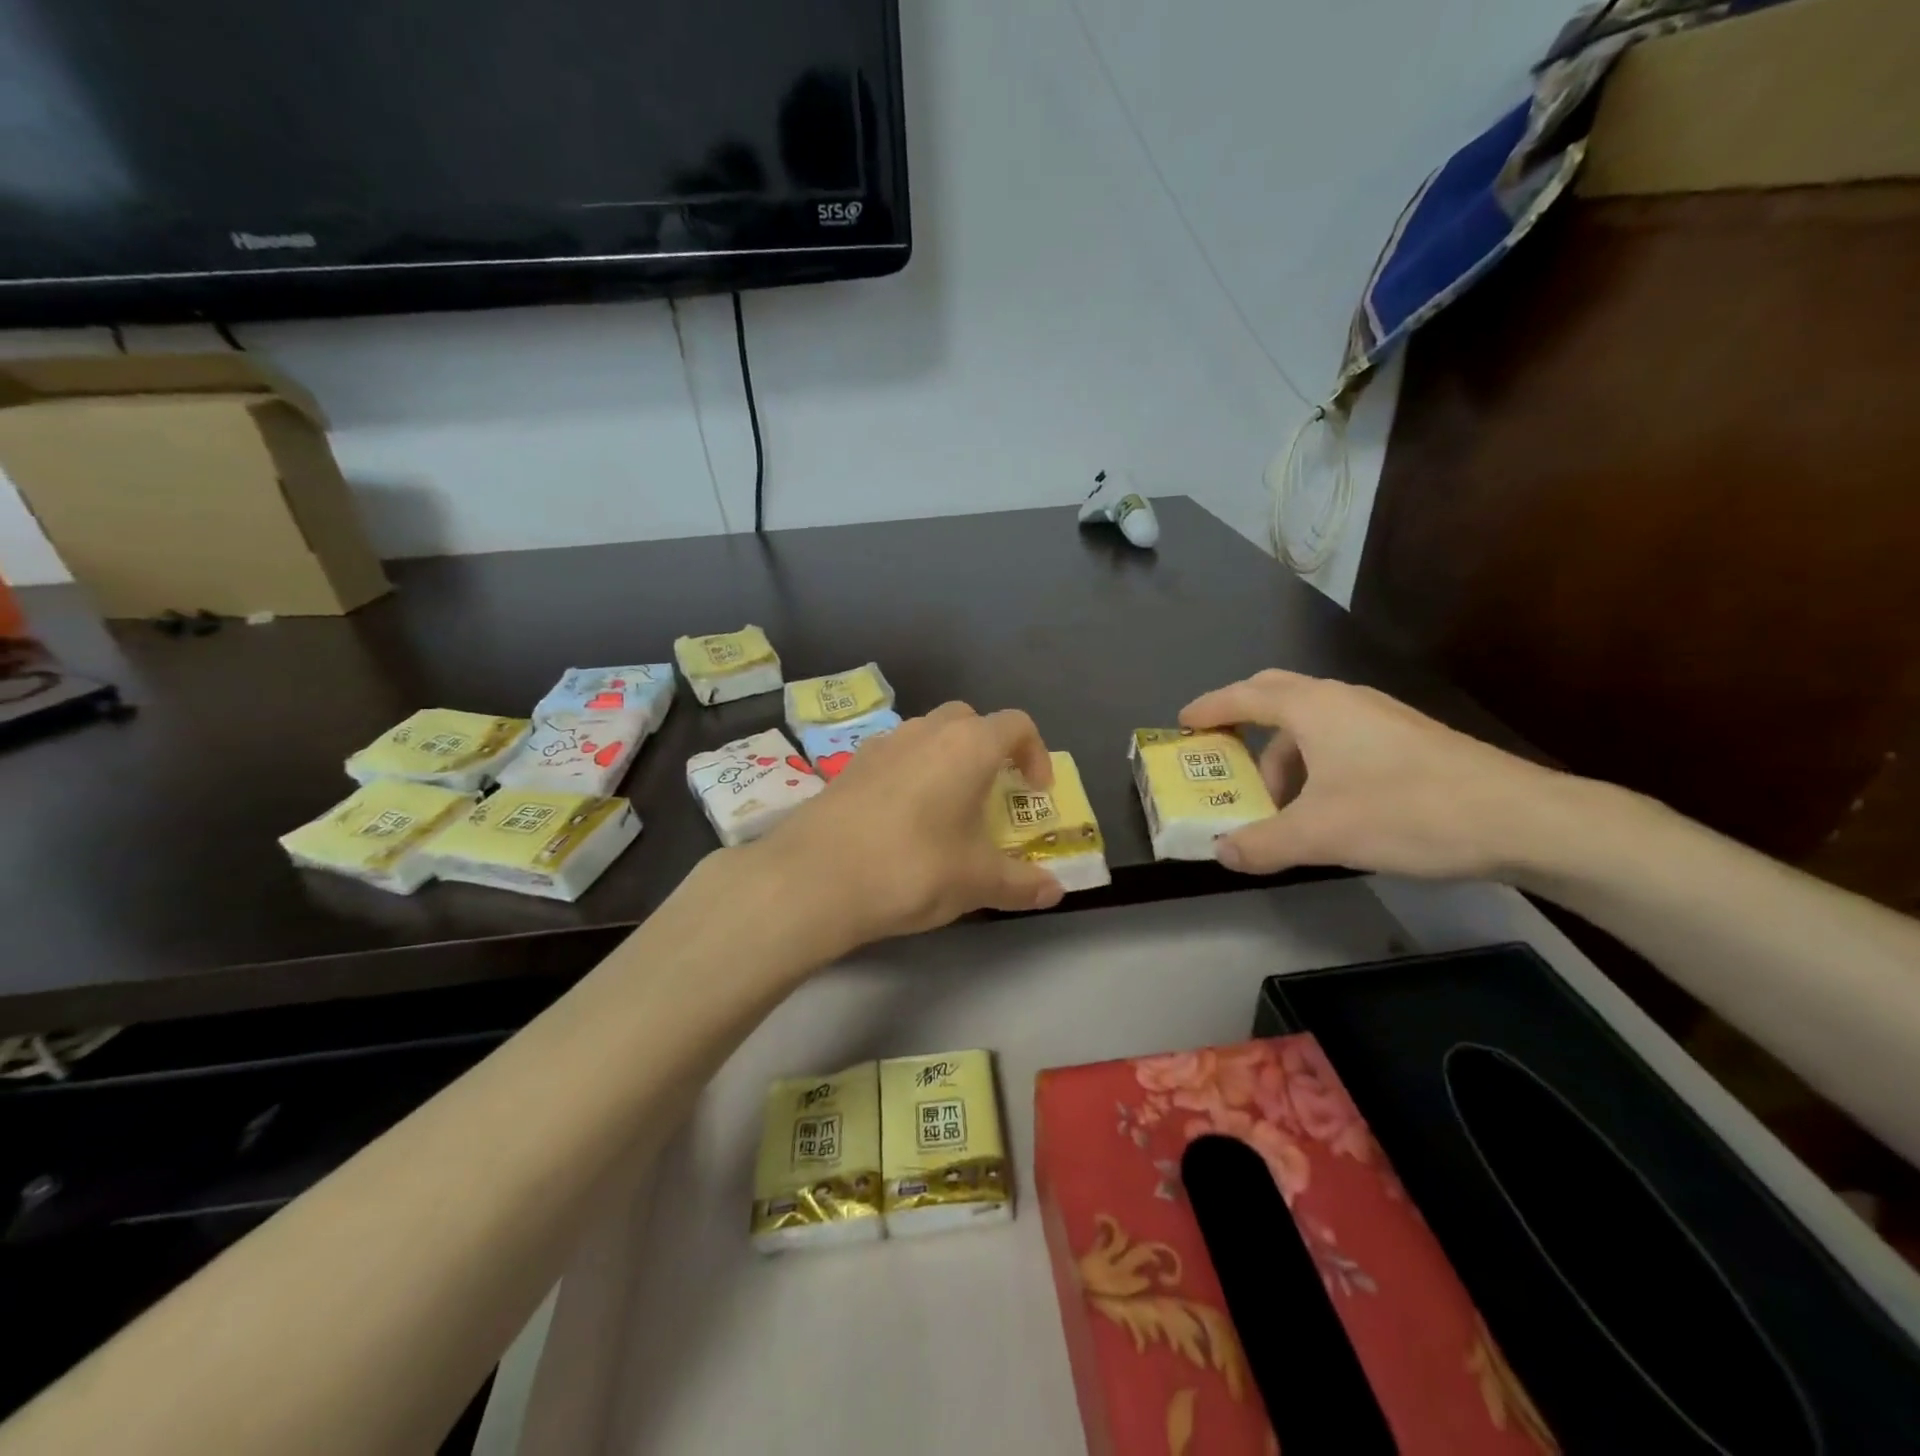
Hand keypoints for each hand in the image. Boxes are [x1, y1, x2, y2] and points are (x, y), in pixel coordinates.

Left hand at [753, 701, 1065, 951]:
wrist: (814, 878)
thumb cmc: (913, 868)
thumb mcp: (976, 881)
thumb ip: (1021, 883)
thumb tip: (1056, 891)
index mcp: (968, 746)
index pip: (1016, 725)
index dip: (1036, 754)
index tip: (1034, 792)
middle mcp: (925, 732)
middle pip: (969, 720)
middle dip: (989, 748)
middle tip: (992, 792)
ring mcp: (881, 745)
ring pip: (926, 734)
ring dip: (946, 758)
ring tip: (947, 808)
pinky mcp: (848, 767)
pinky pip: (893, 756)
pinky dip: (910, 774)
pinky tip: (902, 820)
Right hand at [1179, 670, 1575, 879]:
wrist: (1521, 819)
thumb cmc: (1406, 812)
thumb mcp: (1320, 835)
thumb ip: (1262, 844)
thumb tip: (1223, 853)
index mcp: (1314, 708)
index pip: (1246, 695)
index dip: (1210, 707)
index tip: (1183, 723)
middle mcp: (1345, 700)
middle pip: (1278, 696)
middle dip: (1244, 723)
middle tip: (1223, 753)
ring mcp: (1381, 717)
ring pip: (1314, 725)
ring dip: (1284, 757)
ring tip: (1280, 806)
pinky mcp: (1409, 740)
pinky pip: (1342, 741)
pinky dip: (1317, 765)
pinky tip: (1329, 808)